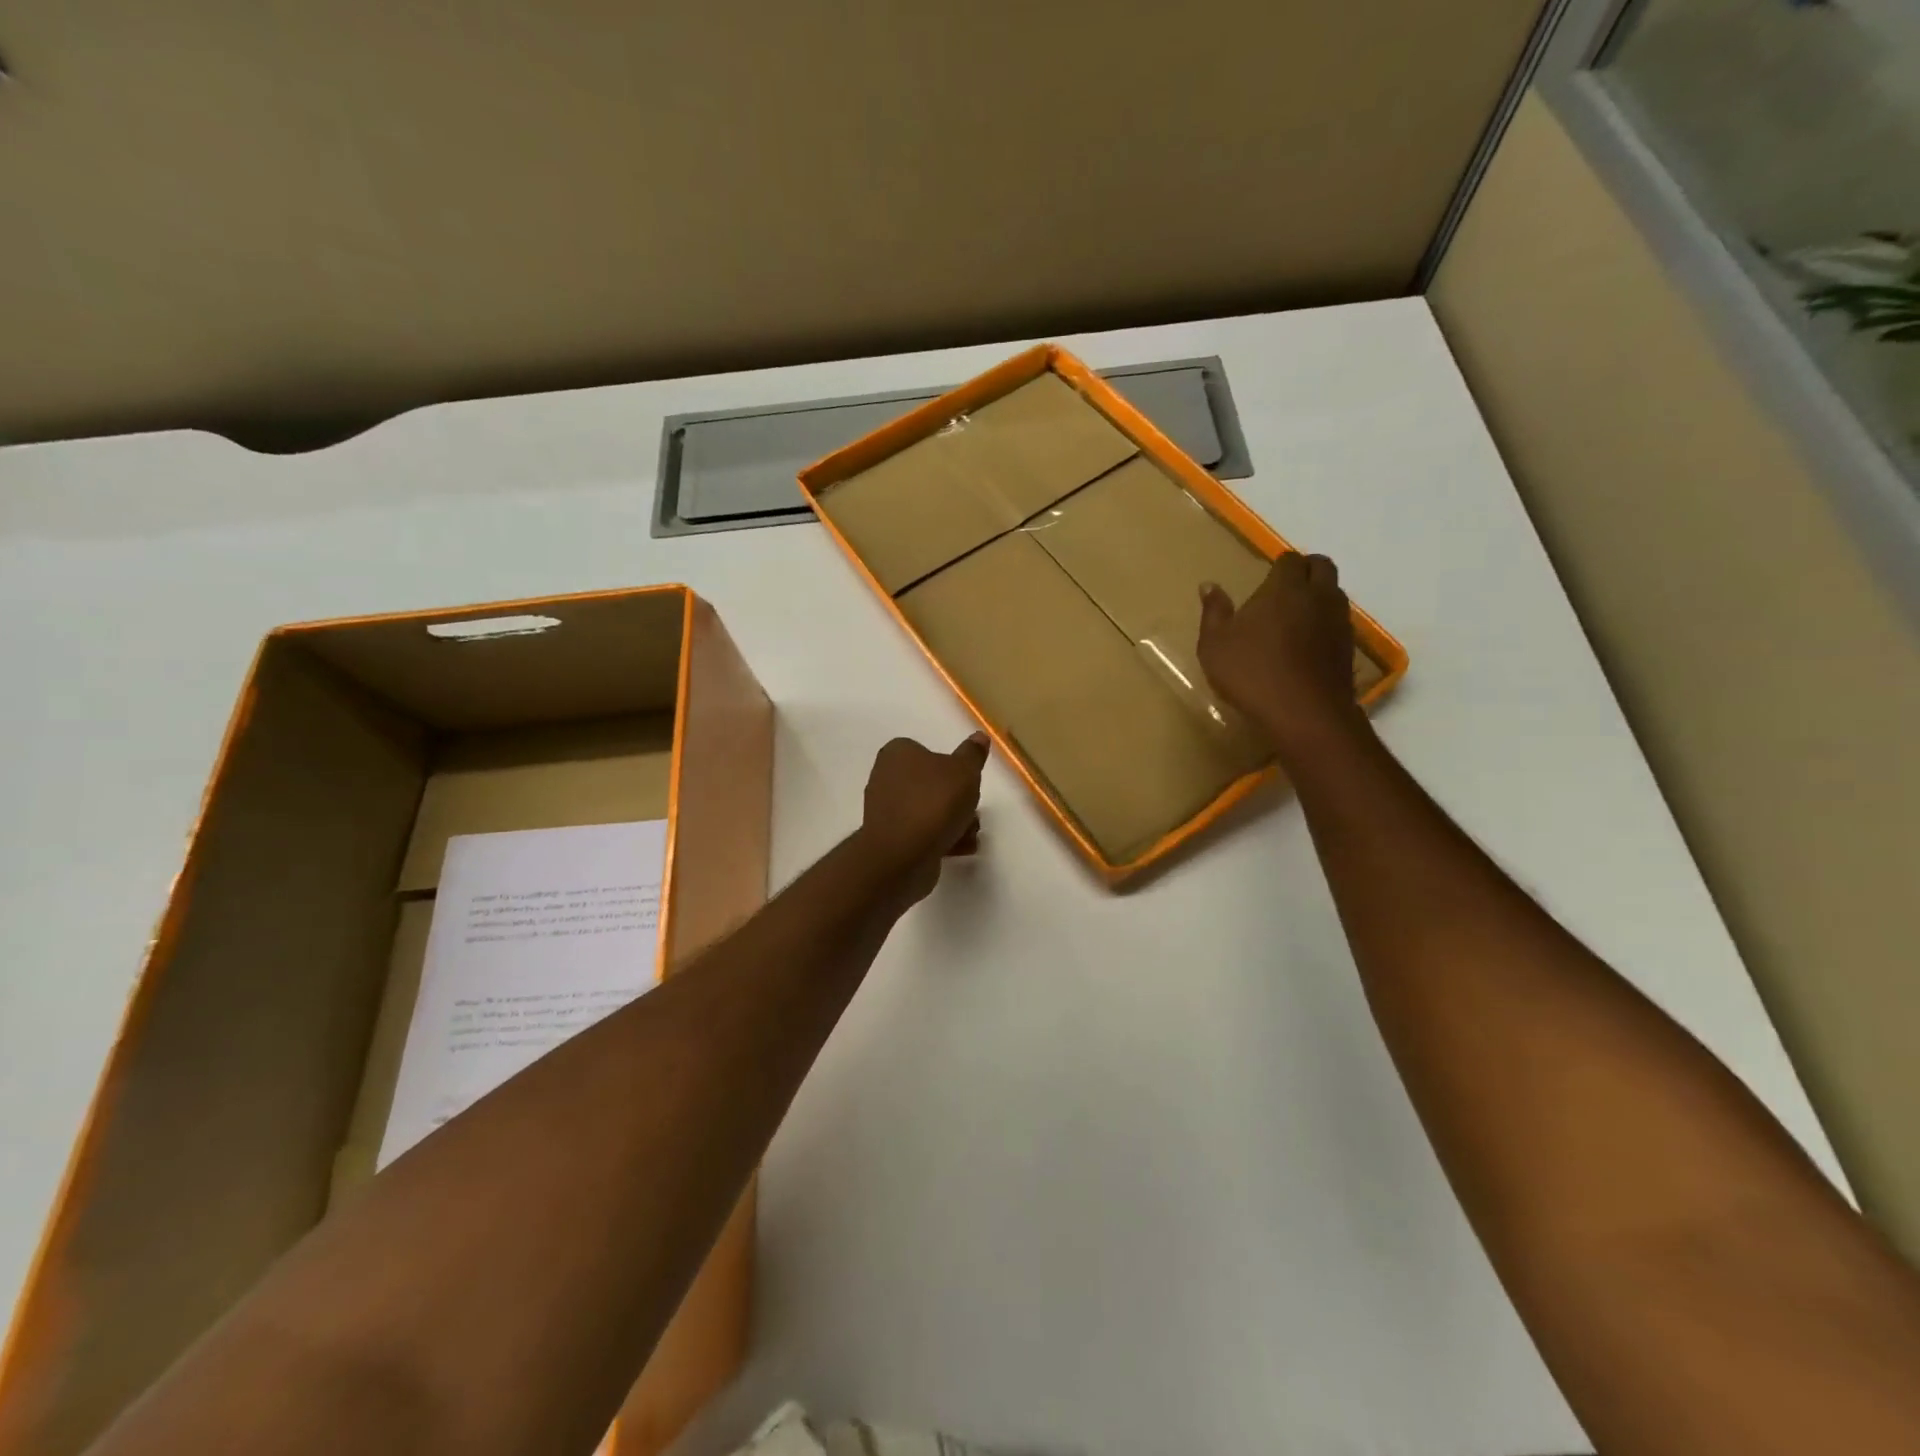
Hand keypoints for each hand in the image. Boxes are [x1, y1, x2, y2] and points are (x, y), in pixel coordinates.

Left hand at [859, 732, 988, 903]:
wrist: (904, 855)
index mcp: (897, 754)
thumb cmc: (934, 803)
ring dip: (953, 821)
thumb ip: (972, 754)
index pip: (926, 751)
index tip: (966, 782)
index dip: (950, 766)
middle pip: (930, 784)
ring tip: (969, 833)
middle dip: (955, 799)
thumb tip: (979, 736)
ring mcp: (886, 810)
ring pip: (928, 810)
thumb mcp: (964, 771)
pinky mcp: (890, 839)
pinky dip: (941, 838)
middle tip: (971, 810)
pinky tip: (960, 848)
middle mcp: (885, 778)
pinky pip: (921, 832)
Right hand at [1197, 552, 1367, 764]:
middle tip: (1284, 589)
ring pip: (1334, 593)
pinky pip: (1339, 622)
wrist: (1304, 713)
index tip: (1265, 579)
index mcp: (1285, 588)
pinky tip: (1307, 644)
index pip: (1290, 559)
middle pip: (1322, 566)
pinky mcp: (1348, 647)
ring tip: (1295, 616)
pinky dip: (1325, 623)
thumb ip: (1214, 612)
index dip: (1279, 566)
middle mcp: (1317, 596)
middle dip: (1306, 570)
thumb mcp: (1215, 644)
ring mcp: (1338, 621)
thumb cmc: (1252, 672)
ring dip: (1319, 596)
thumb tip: (1209, 585)